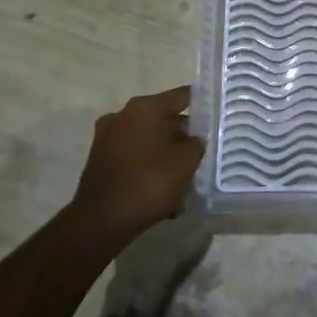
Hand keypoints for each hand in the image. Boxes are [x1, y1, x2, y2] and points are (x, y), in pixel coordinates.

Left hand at [65, 86, 205, 249]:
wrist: (101, 221)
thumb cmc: (149, 183)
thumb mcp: (186, 162)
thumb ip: (196, 143)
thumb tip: (193, 139)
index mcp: (145, 108)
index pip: (181, 96)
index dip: (202, 104)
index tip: (216, 115)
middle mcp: (123, 115)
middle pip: (162, 118)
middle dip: (182, 135)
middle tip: (202, 150)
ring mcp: (107, 138)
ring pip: (147, 140)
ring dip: (165, 154)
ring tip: (183, 178)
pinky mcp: (100, 161)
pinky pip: (133, 158)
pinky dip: (148, 168)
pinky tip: (163, 192)